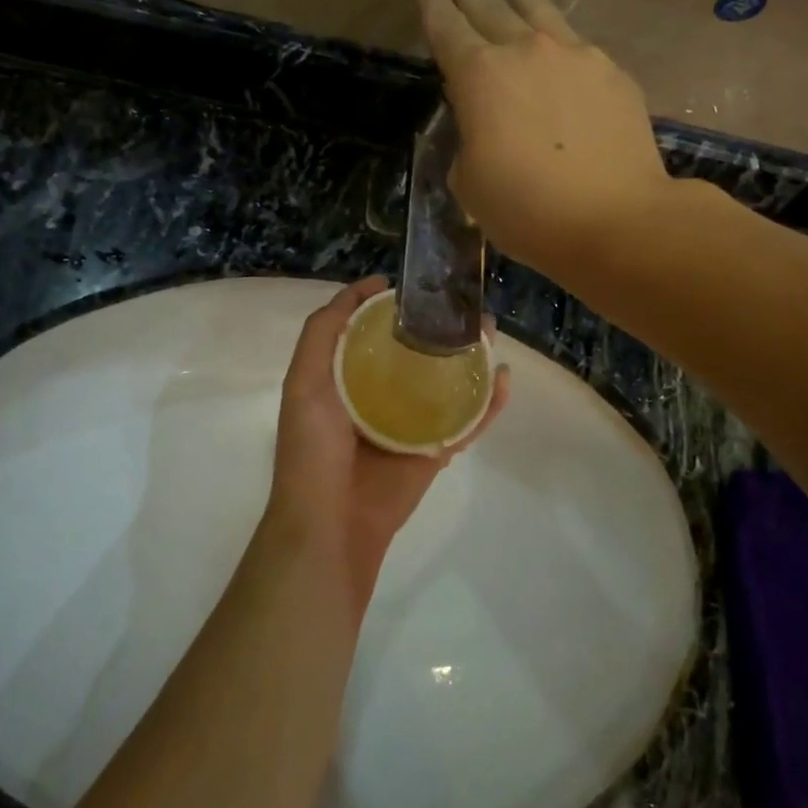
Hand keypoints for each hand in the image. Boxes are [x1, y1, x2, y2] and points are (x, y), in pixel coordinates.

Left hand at [265, 277, 508, 618]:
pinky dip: (489, 401)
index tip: (414, 283)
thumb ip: (322, 334)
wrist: (331, 523)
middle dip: (439, 327)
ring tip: (489, 331)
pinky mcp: (435, 449)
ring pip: (446, 382)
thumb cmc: (313, 449)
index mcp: (344, 378)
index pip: (370, 331)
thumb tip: (360, 291)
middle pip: (415, 352)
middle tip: (464, 305)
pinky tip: (504, 378)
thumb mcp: (304, 381)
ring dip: (469, 356)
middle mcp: (379, 396)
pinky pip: (467, 421)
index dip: (390, 305)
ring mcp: (410, 423)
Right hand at [416, 0, 671, 278]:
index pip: (446, 26)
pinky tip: (553, 43)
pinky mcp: (612, 71)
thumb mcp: (471, 185)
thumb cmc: (529, 211)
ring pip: (536, 6)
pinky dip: (552, 32)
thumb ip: (468, 141)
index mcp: (479, 76)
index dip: (430, 2)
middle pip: (488, 3)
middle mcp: (525, 50)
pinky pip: (574, 39)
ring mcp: (575, 54)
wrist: (616, 220)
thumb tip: (483, 123)